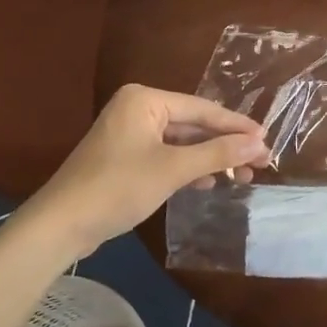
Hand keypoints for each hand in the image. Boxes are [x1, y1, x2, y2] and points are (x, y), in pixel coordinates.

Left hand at [23, 85, 269, 254]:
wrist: (60, 226)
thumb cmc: (118, 187)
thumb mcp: (173, 169)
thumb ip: (218, 153)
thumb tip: (259, 143)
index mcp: (146, 100)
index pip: (203, 109)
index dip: (237, 126)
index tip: (267, 139)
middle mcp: (138, 109)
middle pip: (193, 124)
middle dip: (226, 145)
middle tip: (261, 161)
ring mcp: (130, 134)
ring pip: (182, 142)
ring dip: (211, 159)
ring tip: (243, 175)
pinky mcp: (126, 158)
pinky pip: (167, 155)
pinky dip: (189, 168)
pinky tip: (210, 181)